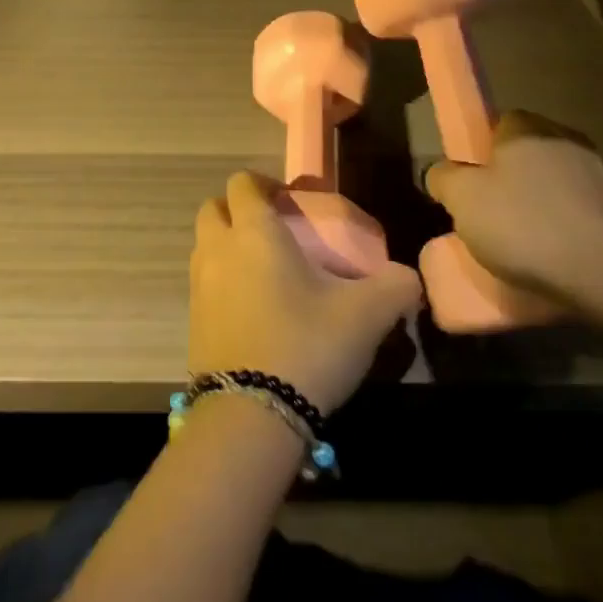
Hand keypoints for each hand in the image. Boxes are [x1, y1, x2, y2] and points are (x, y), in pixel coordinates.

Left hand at [189, 171, 421, 414]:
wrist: (250, 418)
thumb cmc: (306, 346)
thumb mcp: (366, 315)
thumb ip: (394, 286)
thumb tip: (410, 279)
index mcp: (254, 232)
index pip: (243, 183)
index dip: (264, 184)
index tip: (290, 202)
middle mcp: (218, 249)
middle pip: (213, 208)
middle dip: (237, 211)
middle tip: (273, 232)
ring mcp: (199, 287)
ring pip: (205, 247)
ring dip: (227, 247)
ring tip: (265, 273)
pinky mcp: (192, 324)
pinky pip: (203, 286)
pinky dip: (222, 286)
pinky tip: (253, 313)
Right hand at [423, 110, 602, 310]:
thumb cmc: (525, 226)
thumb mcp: (462, 201)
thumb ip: (443, 179)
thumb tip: (441, 173)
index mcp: (525, 127)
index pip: (496, 125)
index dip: (480, 155)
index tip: (472, 188)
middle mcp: (564, 138)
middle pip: (527, 155)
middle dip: (512, 181)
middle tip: (493, 217)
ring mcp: (600, 173)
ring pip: (557, 184)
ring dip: (543, 205)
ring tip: (527, 246)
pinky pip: (583, 212)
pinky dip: (569, 229)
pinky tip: (559, 258)